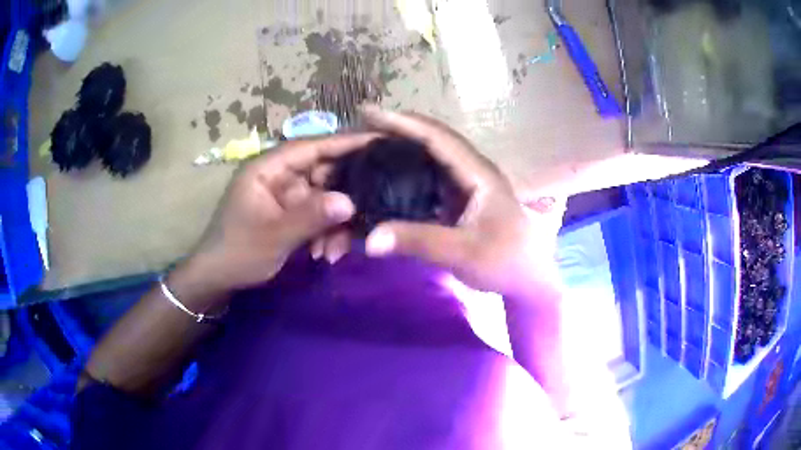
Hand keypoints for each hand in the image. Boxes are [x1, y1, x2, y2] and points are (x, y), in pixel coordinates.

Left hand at [183, 133, 377, 294]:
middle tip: (366, 217)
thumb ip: (311, 217)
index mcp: (268, 168)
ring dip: (335, 224)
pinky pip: (319, 215)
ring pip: (325, 197)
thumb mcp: (274, 236)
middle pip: (324, 172)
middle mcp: (280, 175)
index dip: (346, 142)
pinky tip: (326, 254)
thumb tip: (351, 202)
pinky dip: (326, 233)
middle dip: (344, 198)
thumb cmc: (238, 251)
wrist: (218, 278)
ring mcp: (287, 194)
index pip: (312, 146)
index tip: (379, 141)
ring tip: (335, 252)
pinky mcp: (291, 212)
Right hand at [359, 107, 562, 297]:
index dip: (402, 122)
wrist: (528, 279)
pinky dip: (408, 170)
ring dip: (402, 146)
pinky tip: (388, 175)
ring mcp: (468, 184)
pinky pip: (431, 176)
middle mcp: (472, 170)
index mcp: (478, 173)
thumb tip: (370, 239)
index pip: (437, 137)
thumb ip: (418, 242)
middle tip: (361, 127)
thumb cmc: (505, 262)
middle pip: (433, 139)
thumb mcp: (463, 253)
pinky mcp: (462, 199)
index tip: (368, 113)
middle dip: (397, 129)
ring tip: (369, 145)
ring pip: (432, 156)